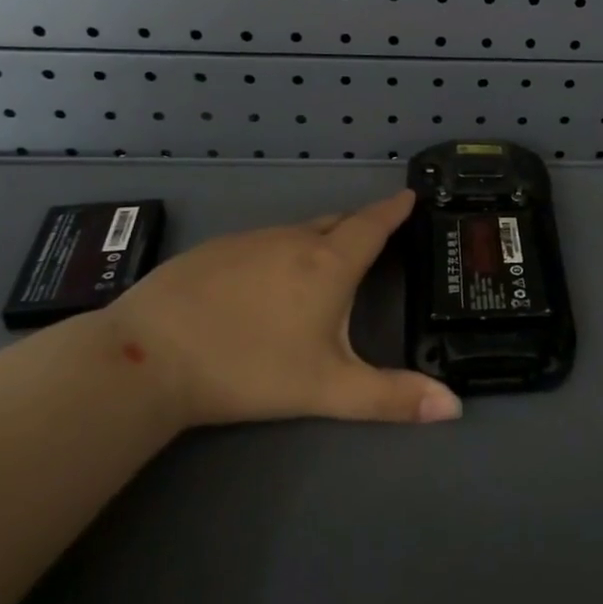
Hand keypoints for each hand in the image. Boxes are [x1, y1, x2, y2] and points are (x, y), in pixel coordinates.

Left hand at [108, 190, 461, 427]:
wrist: (147, 356)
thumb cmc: (249, 368)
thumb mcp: (327, 388)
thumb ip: (390, 398)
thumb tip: (455, 408)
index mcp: (329, 263)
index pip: (373, 224)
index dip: (395, 209)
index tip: (410, 195)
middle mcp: (293, 240)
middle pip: (338, 222)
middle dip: (361, 224)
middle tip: (376, 235)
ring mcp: (250, 240)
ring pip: (297, 231)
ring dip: (319, 238)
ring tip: (325, 262)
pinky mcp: (214, 250)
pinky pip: (263, 241)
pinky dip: (280, 251)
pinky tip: (265, 281)